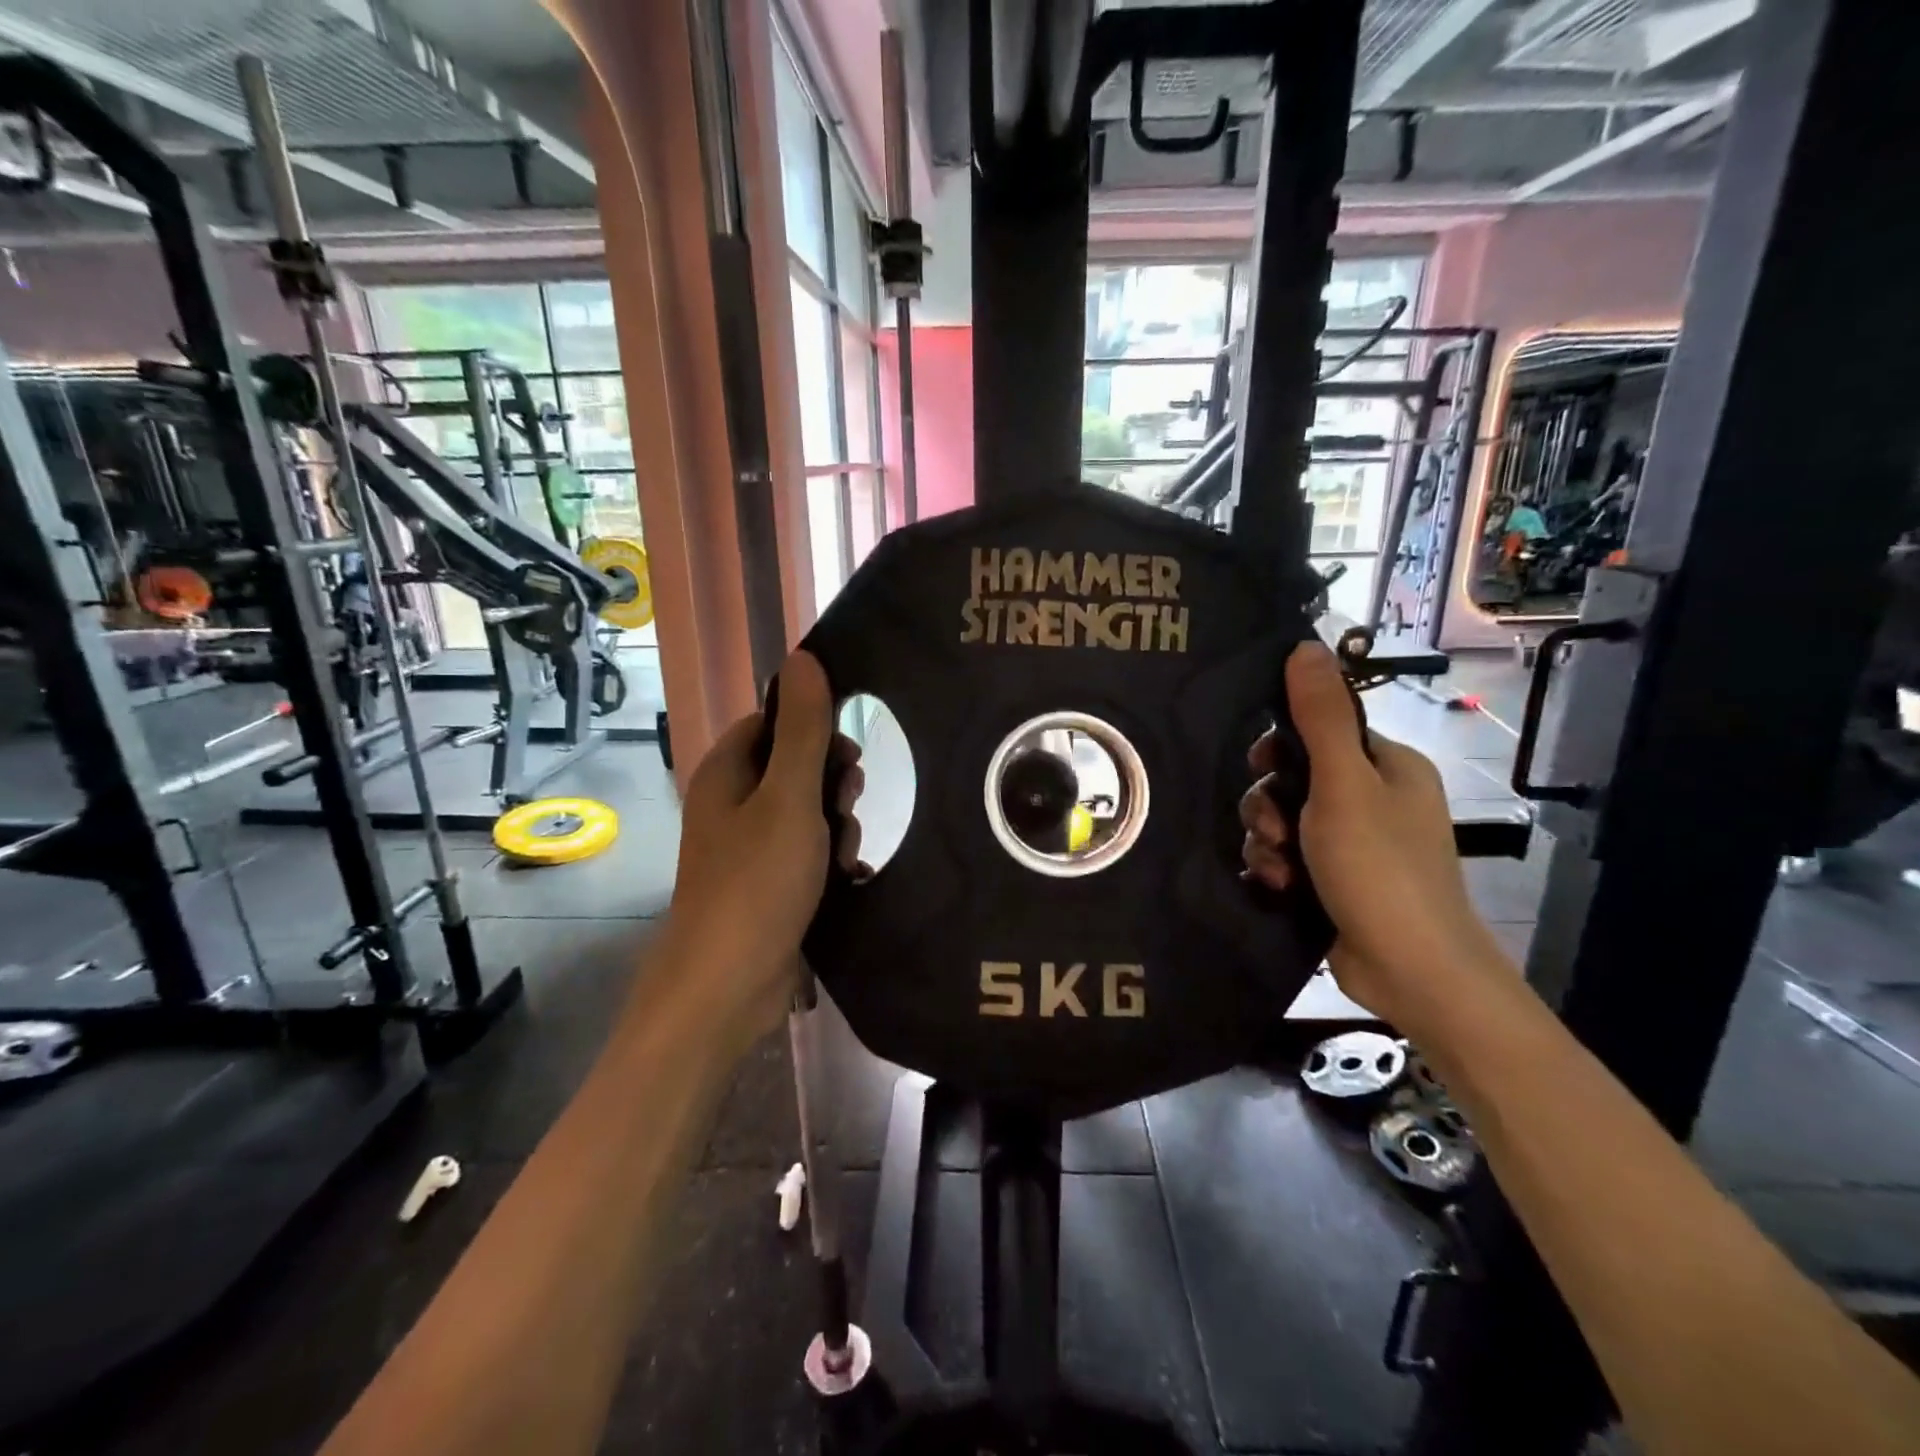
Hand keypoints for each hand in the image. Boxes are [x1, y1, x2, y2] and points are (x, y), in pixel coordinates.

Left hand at [666, 651, 862, 1045]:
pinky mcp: (767, 884)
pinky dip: (829, 860)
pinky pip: (808, 853)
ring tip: (842, 857)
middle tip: (846, 808)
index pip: (773, 721)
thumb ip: (802, 729)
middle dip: (831, 785)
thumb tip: (803, 657)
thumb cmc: (756, 883)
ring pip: (807, 812)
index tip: (846, 757)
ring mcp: (749, 847)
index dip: (813, 729)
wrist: (727, 987)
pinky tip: (847, 879)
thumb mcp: (788, 798)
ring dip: (836, 827)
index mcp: (726, 773)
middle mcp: (732, 804)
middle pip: (794, 767)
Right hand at [1240, 642, 1507, 1033]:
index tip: (1261, 767)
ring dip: (1266, 842)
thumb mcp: (1344, 784)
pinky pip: (1285, 857)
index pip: (1317, 732)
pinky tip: (1276, 887)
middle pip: (1291, 779)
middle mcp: (1371, 799)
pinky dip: (1274, 869)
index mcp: (1385, 766)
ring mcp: (1352, 844)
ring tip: (1278, 869)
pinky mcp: (1333, 881)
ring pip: (1281, 821)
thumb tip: (1305, 644)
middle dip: (1267, 804)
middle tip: (1272, 829)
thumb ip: (1320, 716)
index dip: (1280, 748)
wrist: (1411, 972)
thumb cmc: (1380, 867)